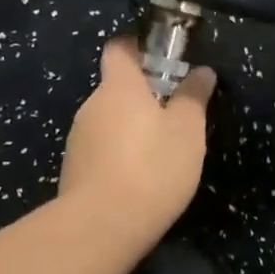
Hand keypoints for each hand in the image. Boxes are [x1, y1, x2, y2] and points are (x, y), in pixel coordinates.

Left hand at [60, 37, 216, 248]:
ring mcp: (78, 139)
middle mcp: (92, 105)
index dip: (138, 47)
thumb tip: (201, 71)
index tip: (161, 58)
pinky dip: (118, 156)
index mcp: (119, 87)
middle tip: (174, 114)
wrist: (102, 226)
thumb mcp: (188, 131)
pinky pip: (100, 150)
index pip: (119, 48)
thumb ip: (194, 97)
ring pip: (108, 122)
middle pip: (115, 88)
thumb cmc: (152, 168)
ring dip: (130, 129)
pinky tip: (138, 179)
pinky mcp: (73, 170)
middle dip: (141, 96)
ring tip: (159, 153)